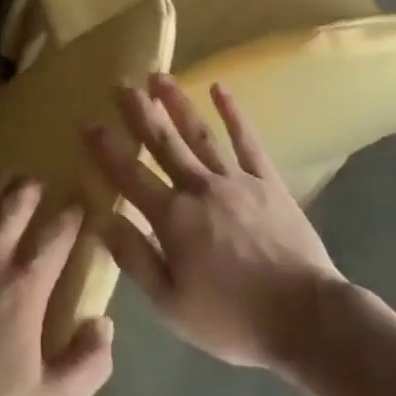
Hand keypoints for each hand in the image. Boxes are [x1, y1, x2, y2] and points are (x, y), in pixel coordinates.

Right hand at [84, 75, 344, 369]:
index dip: (107, 150)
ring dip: (177, 103)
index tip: (88, 123)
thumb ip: (135, 259)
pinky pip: (247, 141)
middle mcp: (199, 189)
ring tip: (159, 76)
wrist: (307, 318)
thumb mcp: (172, 304)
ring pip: (199, 134)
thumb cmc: (233, 319)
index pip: (130, 177)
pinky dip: (233, 113)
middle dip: (139, 113)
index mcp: (172, 220)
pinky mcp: (267, 181)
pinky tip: (219, 89)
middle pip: (163, 144)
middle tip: (121, 84)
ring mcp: (236, 181)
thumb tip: (101, 220)